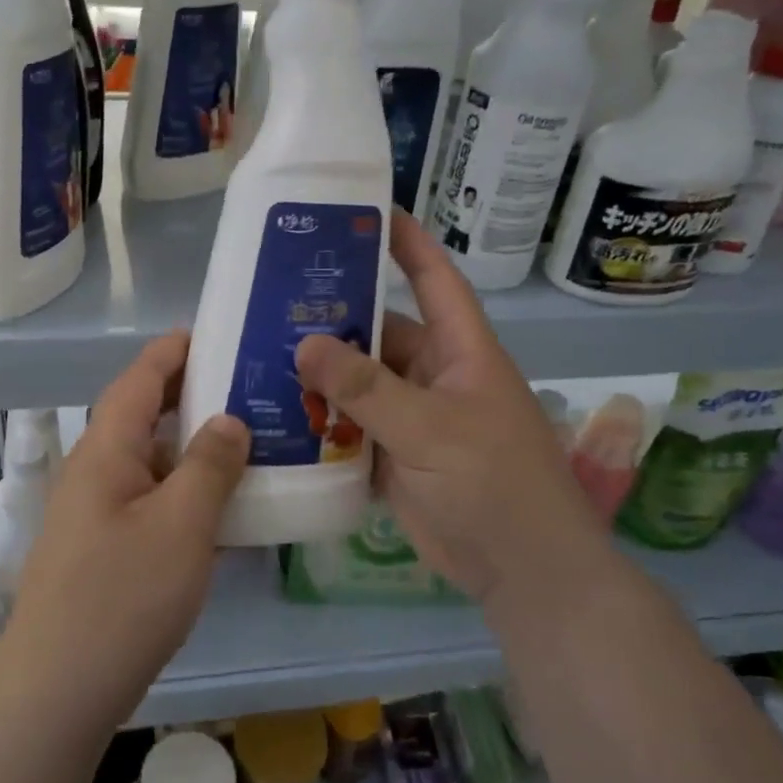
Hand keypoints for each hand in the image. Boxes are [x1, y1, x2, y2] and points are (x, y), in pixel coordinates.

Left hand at [0, 331, 248, 728]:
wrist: (59, 689)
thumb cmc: (122, 595)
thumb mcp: (181, 523)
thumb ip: (209, 466)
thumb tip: (229, 420)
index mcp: (106, 450)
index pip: (139, 378)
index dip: (174, 350)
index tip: (215, 331)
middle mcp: (96, 472)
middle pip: (144, 416)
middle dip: (191, 396)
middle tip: (247, 386)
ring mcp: (97, 513)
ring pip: (151, 462)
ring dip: (192, 448)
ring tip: (248, 441)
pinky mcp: (105, 550)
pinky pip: (151, 501)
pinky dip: (185, 492)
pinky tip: (223, 508)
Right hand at [295, 211, 603, 602]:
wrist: (521, 571)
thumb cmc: (492, 483)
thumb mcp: (430, 427)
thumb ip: (366, 388)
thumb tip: (304, 343)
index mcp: (460, 352)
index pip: (434, 280)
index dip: (407, 242)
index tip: (367, 210)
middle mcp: (435, 376)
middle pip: (379, 334)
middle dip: (334, 319)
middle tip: (274, 300)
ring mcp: (412, 418)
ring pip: (358, 383)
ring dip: (319, 375)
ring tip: (261, 354)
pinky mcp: (394, 456)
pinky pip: (350, 427)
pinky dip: (320, 422)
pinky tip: (277, 413)